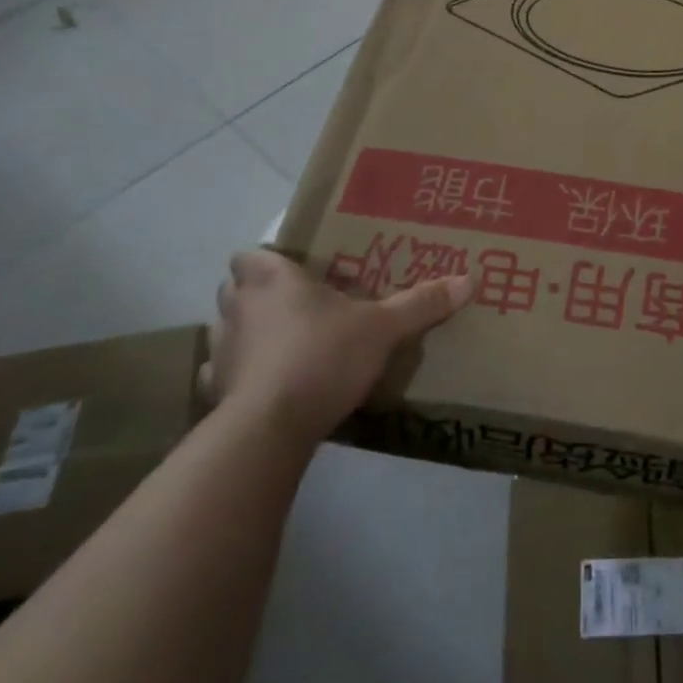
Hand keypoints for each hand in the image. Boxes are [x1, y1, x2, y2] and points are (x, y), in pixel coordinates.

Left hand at [202, 250, 472, 448]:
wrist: (270, 427)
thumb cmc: (323, 356)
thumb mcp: (383, 328)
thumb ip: (420, 303)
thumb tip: (468, 279)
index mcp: (272, 280)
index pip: (249, 255)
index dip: (266, 260)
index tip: (292, 271)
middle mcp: (239, 307)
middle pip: (234, 288)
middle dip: (256, 293)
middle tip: (295, 304)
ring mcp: (221, 350)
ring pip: (226, 329)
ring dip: (245, 332)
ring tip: (281, 344)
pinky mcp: (214, 391)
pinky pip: (220, 374)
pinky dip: (236, 376)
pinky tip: (262, 385)